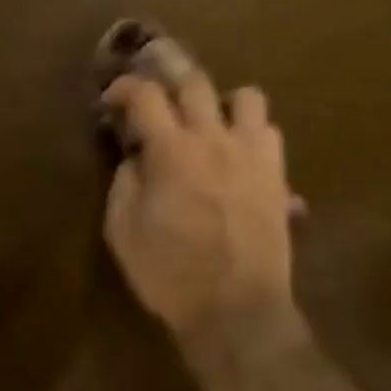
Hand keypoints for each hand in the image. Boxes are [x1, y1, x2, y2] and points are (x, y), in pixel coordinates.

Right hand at [101, 35, 300, 344]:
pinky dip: (252, 133)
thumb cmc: (171, 275)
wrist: (237, 312)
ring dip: (222, 102)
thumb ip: (125, 182)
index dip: (124, 87)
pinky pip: (270, 132)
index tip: (113, 100)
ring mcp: (250, 153)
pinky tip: (239, 153)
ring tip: (210, 122)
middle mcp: (212, 139)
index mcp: (171, 150)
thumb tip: (135, 156)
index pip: (145, 94)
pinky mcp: (276, 174)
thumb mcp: (123, 231)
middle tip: (159, 96)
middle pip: (195, 81)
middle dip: (170, 78)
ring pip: (246, 96)